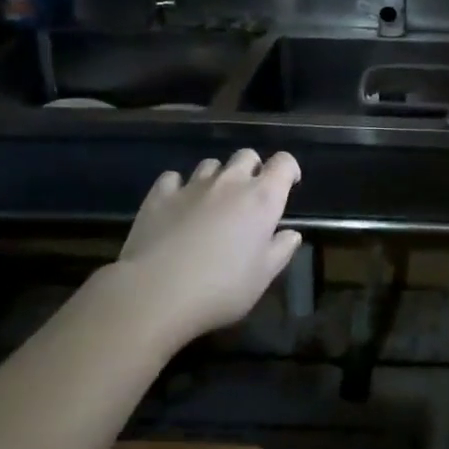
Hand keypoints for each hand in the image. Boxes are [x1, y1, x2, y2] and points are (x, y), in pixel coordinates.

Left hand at [100, 150, 302, 346]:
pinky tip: (177, 204)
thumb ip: (281, 250)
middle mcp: (230, 182)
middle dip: (252, 169)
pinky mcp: (159, 196)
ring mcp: (192, 186)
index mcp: (262, 198)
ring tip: (212, 201)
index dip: (288, 169)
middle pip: (246, 156)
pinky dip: (179, 186)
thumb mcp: (262, 277)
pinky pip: (173, 178)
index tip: (288, 184)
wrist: (157, 292)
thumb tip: (291, 234)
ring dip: (217, 177)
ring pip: (210, 164)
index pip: (283, 163)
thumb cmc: (221, 287)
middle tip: (249, 195)